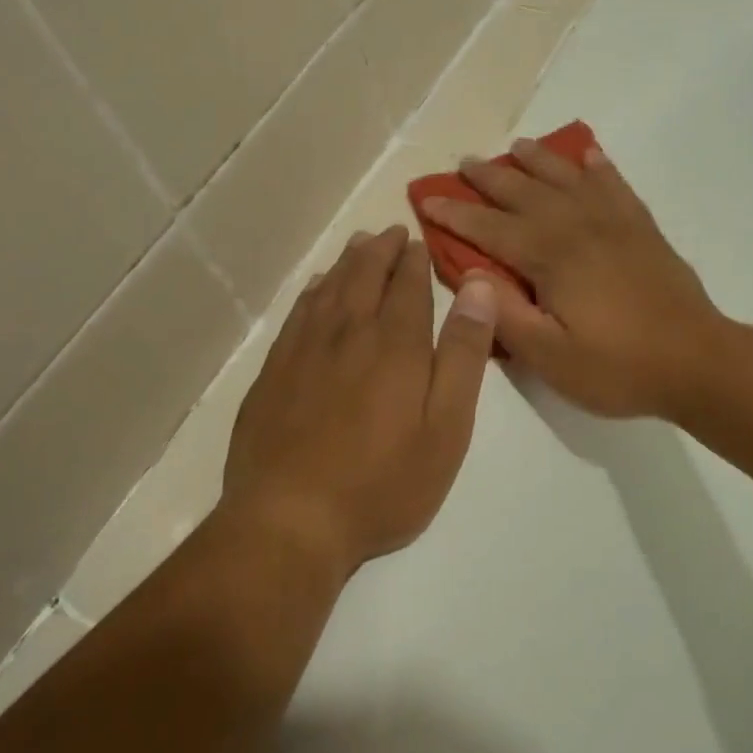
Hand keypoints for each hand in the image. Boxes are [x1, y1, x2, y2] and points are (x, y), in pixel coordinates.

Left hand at [220, 226, 498, 575]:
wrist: (289, 520)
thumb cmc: (382, 483)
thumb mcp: (446, 427)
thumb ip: (463, 355)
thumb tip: (479, 288)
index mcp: (394, 344)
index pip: (407, 286)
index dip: (414, 260)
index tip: (418, 240)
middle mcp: (347, 333)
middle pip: (364, 276)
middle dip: (380, 251)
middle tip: (390, 232)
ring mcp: (303, 351)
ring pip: (329, 289)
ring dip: (347, 262)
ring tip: (359, 244)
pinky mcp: (274, 372)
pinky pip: (298, 313)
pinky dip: (312, 291)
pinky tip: (317, 287)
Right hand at [418, 139, 721, 418]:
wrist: (698, 362)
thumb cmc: (618, 367)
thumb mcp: (550, 357)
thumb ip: (505, 314)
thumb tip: (471, 273)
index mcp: (551, 257)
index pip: (491, 228)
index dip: (456, 213)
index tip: (427, 197)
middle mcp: (579, 227)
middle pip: (525, 193)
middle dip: (490, 178)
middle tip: (465, 163)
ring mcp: (615, 223)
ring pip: (568, 179)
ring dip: (539, 161)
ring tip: (518, 146)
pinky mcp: (643, 229)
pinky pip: (615, 186)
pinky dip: (599, 168)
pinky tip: (590, 156)